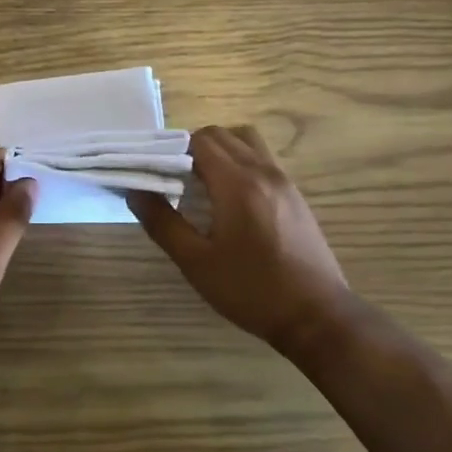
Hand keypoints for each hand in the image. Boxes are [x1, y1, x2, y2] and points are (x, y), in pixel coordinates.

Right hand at [129, 125, 354, 354]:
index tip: (155, 172)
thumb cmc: (251, 290)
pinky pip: (262, 159)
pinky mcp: (295, 195)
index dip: (171, 150)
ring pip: (246, 142)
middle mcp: (263, 171)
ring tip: (201, 182)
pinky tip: (229, 198)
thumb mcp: (196, 262)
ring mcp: (284, 181)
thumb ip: (162, 223)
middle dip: (192, 148)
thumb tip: (135, 191)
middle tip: (173, 179)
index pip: (199, 141)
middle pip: (222, 135)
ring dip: (220, 150)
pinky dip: (240, 162)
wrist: (317, 316)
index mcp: (237, 183)